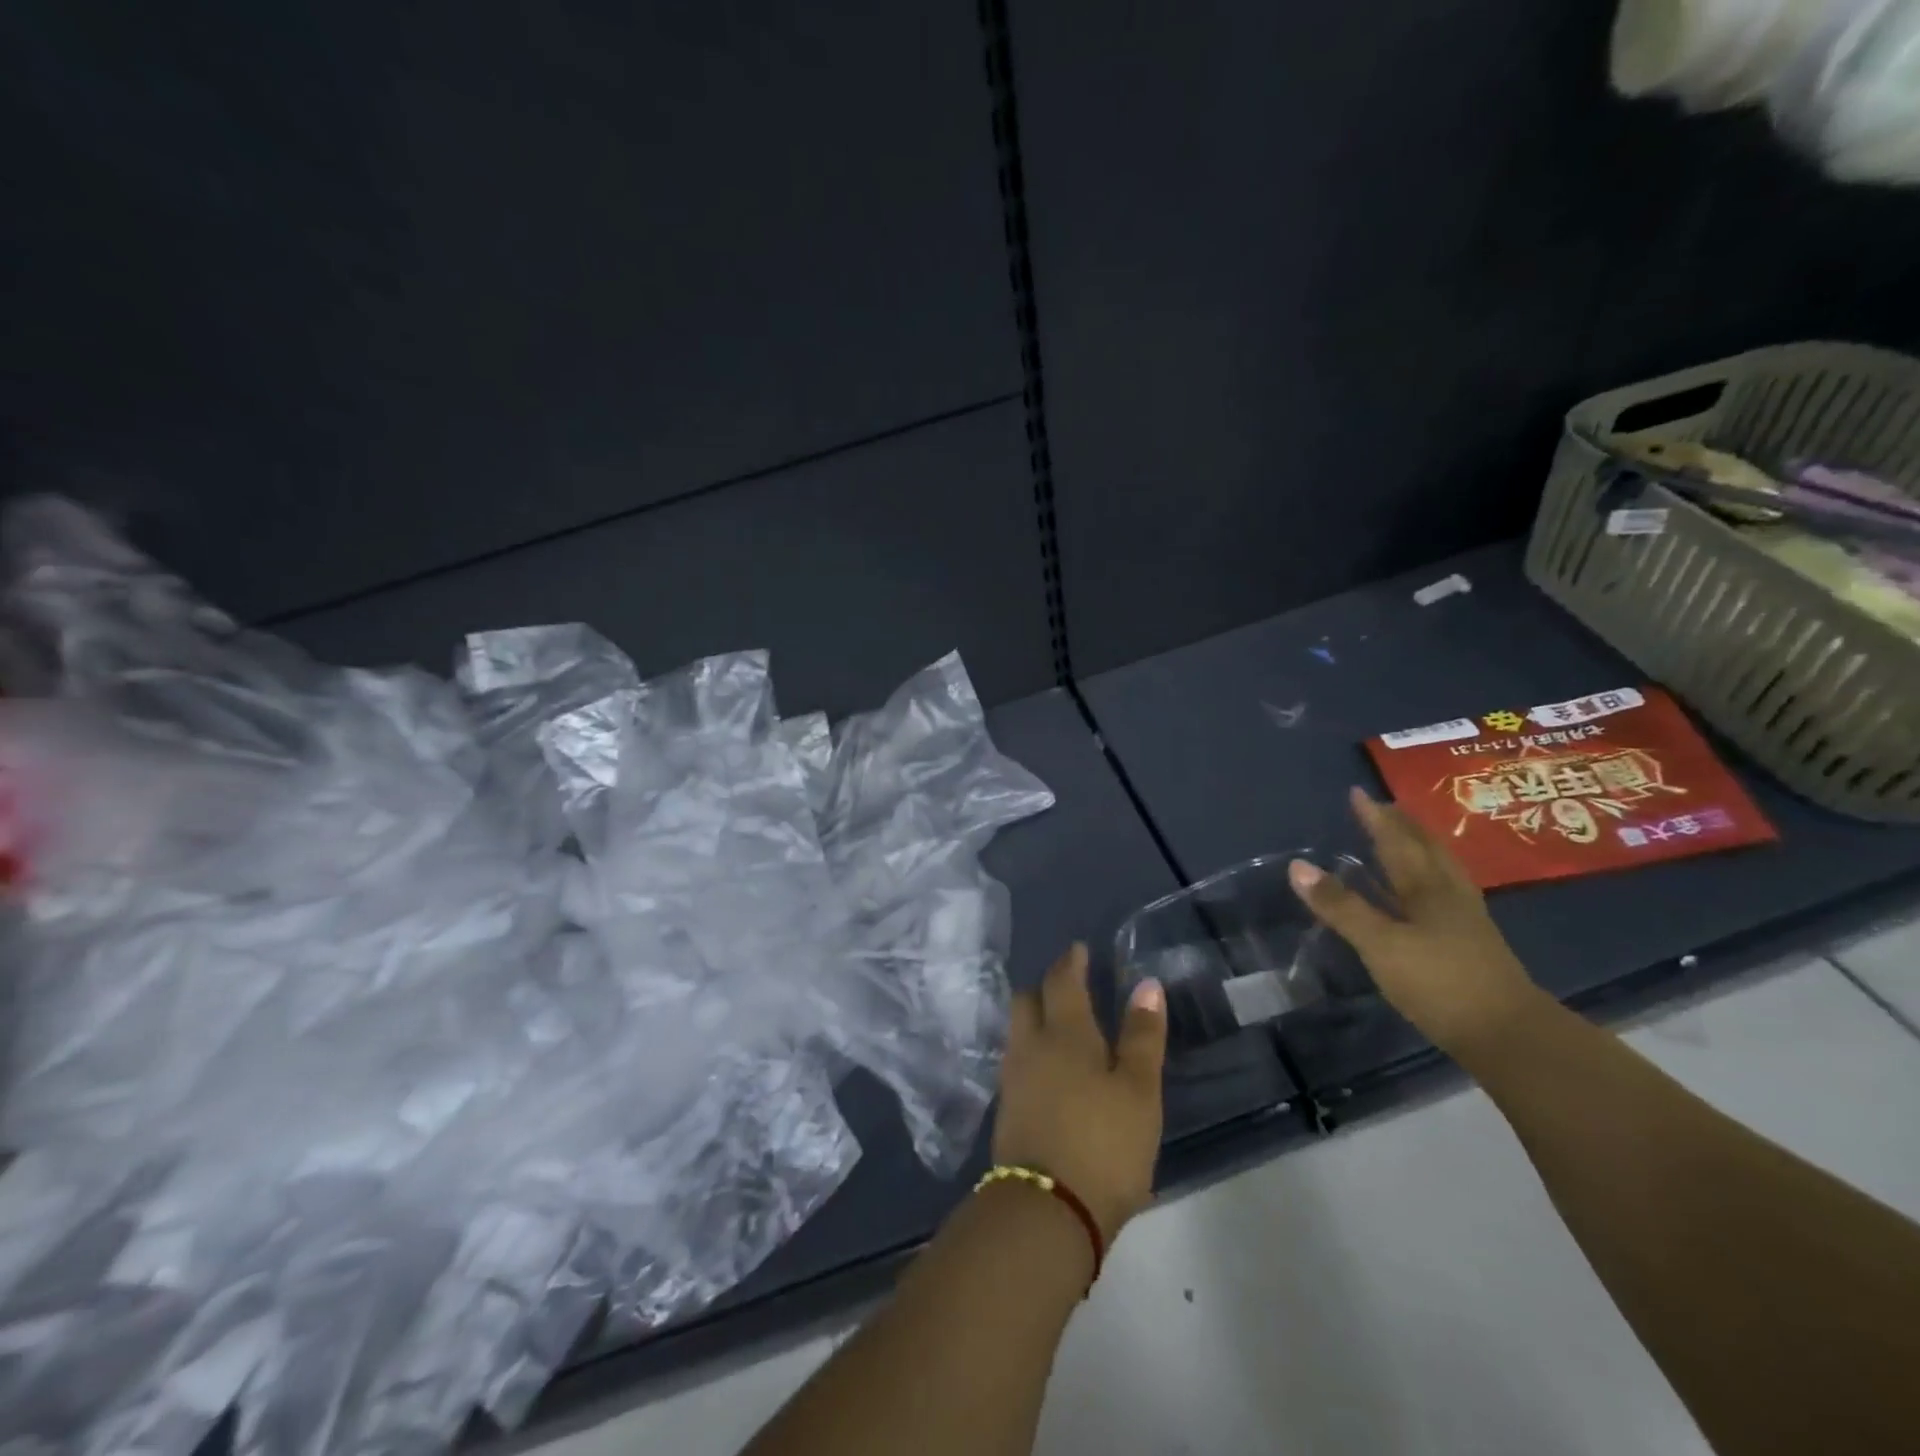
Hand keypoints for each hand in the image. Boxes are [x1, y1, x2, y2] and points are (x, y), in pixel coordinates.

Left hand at [991, 944, 1166, 1243]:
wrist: (1046, 1211)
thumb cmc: (1104, 1143)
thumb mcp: (1139, 1091)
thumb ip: (1143, 1036)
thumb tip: (1147, 984)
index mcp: (1064, 1032)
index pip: (1061, 981)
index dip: (1070, 962)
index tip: (1077, 950)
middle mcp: (1030, 1046)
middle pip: (1026, 1000)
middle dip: (1044, 988)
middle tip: (1067, 988)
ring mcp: (1013, 1079)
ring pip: (1018, 1032)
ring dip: (1035, 1020)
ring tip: (1060, 1028)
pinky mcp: (1006, 1112)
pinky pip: (1017, 1063)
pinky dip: (1032, 1053)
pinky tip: (1048, 1071)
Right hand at [1289, 786, 1543, 1055]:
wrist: (1510, 1036)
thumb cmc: (1441, 982)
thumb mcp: (1381, 944)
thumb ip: (1341, 906)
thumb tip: (1297, 865)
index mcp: (1427, 888)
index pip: (1396, 842)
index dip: (1375, 818)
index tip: (1358, 793)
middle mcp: (1449, 895)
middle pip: (1426, 849)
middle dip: (1403, 826)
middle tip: (1384, 807)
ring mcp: (1465, 920)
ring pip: (1440, 871)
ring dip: (1420, 849)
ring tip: (1406, 839)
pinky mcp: (1471, 944)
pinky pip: (1443, 894)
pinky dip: (1427, 880)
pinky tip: (1424, 894)